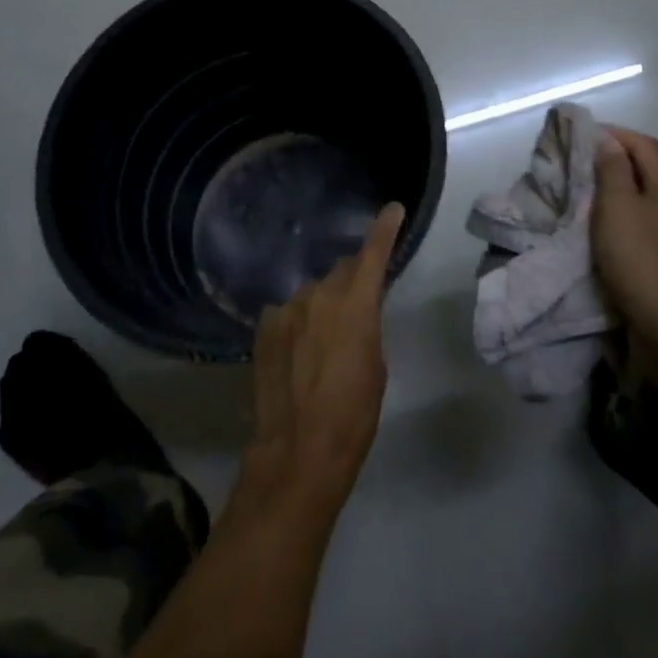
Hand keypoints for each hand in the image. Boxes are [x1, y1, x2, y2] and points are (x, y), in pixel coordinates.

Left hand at [242, 202, 403, 515]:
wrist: (299, 448)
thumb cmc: (354, 412)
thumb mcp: (375, 364)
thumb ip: (366, 324)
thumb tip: (355, 312)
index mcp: (356, 304)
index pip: (373, 253)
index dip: (385, 229)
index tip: (393, 208)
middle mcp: (319, 294)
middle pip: (341, 271)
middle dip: (352, 280)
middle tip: (358, 304)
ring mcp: (286, 309)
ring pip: (312, 293)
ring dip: (322, 305)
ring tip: (322, 341)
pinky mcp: (264, 327)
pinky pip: (287, 313)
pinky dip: (296, 323)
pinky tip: (296, 351)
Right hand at [592, 127, 657, 346]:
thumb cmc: (642, 259)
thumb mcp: (617, 207)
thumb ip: (612, 171)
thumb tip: (608, 141)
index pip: (643, 144)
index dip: (612, 134)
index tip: (579, 136)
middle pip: (647, 170)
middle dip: (612, 162)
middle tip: (576, 166)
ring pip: (645, 199)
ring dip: (616, 193)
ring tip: (583, 197)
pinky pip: (645, 226)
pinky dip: (622, 220)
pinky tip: (603, 231)